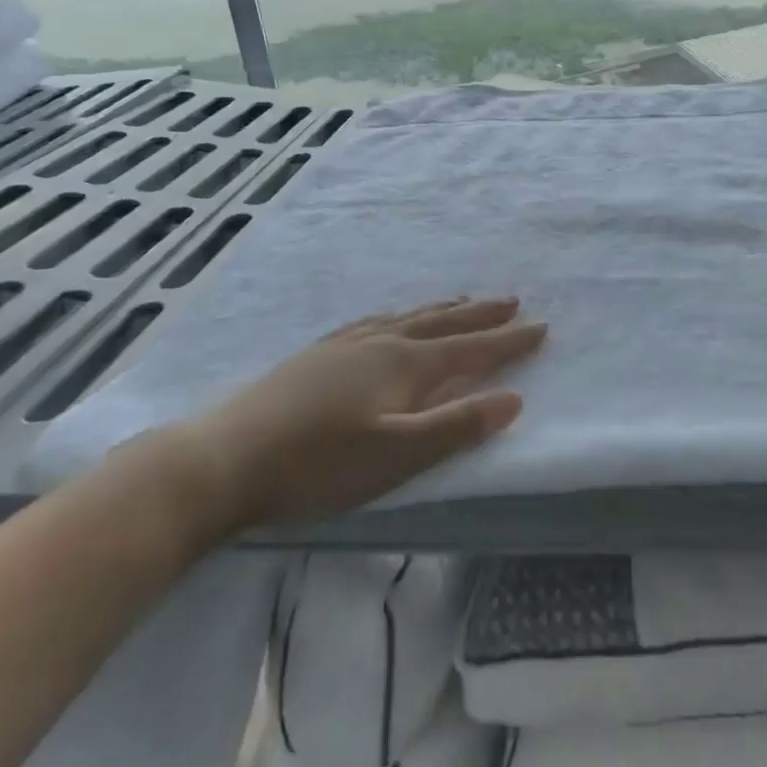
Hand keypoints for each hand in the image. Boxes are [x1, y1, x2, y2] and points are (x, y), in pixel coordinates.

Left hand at [160, 297, 545, 537]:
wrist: (225, 457)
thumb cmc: (318, 465)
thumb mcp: (396, 456)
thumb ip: (456, 428)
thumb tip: (513, 399)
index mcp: (405, 365)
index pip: (470, 349)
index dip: (508, 341)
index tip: (541, 326)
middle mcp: (381, 343)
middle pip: (442, 323)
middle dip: (481, 315)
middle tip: (512, 301)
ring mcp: (346, 345)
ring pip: (408, 317)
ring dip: (443, 310)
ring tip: (463, 302)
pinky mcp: (319, 354)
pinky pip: (376, 322)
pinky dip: (400, 316)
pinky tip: (390, 320)